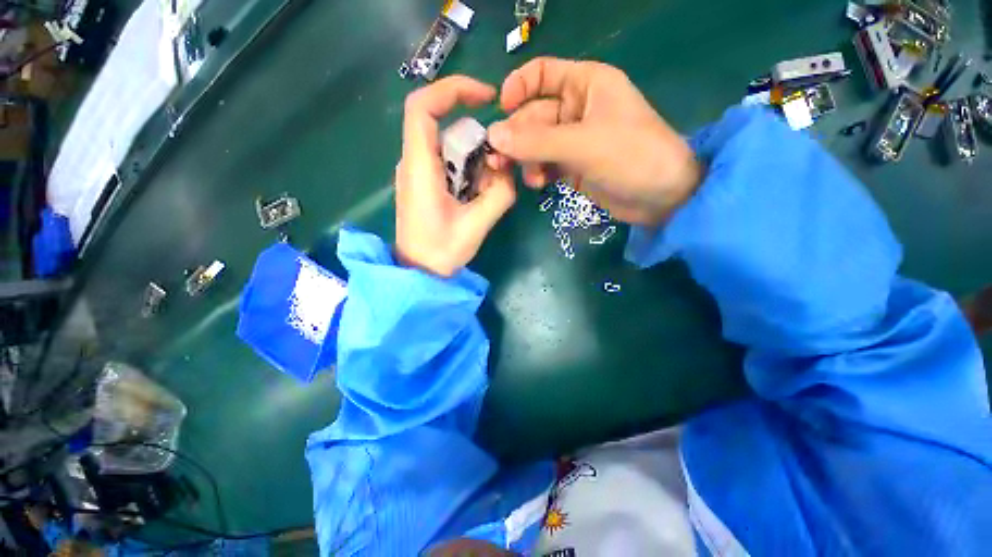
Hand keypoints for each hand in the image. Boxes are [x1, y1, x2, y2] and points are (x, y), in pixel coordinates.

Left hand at [395, 77, 516, 277]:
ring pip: (451, 147)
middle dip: (477, 141)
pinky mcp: (426, 184)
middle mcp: (414, 162)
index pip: (423, 106)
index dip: (453, 89)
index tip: (485, 98)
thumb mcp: (476, 225)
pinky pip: (450, 165)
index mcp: (420, 167)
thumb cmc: (441, 252)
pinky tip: (476, 198)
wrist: (418, 273)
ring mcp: (419, 173)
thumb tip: (508, 173)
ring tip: (487, 192)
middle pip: (445, 127)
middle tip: (497, 168)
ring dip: (476, 162)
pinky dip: (469, 174)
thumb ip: (499, 194)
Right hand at [487, 58, 702, 225]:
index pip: (542, 74)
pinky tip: (539, 184)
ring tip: (525, 177)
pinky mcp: (573, 166)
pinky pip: (545, 164)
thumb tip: (493, 136)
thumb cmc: (631, 157)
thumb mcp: (582, 144)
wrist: (661, 197)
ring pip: (536, 143)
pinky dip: (538, 172)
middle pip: (533, 116)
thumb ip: (536, 141)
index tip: (499, 111)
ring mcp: (574, 140)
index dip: (517, 88)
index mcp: (585, 84)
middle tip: (499, 160)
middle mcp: (577, 108)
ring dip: (525, 159)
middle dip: (516, 137)